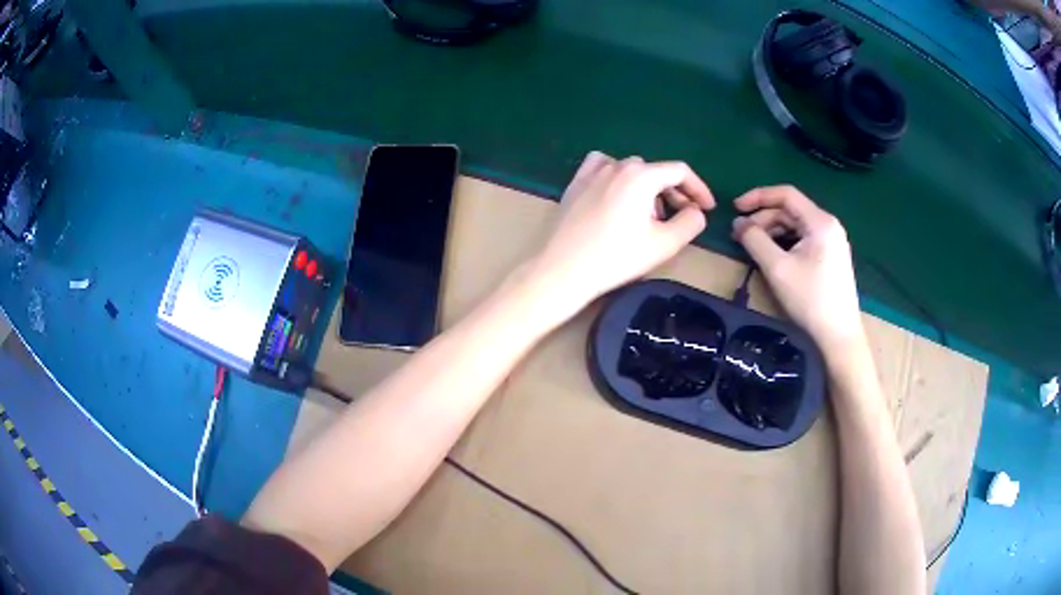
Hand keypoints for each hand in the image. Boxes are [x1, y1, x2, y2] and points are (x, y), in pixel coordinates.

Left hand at [531, 151, 714, 314]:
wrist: (562, 269)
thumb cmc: (616, 257)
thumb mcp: (664, 244)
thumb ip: (690, 222)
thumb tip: (696, 211)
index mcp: (641, 175)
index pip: (680, 171)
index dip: (699, 189)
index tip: (707, 208)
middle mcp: (617, 165)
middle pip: (655, 172)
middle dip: (674, 193)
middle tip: (680, 219)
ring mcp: (592, 173)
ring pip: (630, 171)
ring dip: (646, 189)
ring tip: (647, 217)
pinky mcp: (575, 184)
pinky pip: (602, 169)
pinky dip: (617, 178)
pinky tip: (617, 195)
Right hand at [731, 185, 863, 353]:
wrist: (839, 336)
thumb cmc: (810, 299)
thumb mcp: (777, 268)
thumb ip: (755, 240)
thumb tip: (738, 223)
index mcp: (820, 221)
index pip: (786, 194)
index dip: (758, 197)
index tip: (735, 208)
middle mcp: (829, 225)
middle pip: (790, 210)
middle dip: (763, 218)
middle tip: (740, 234)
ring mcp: (832, 241)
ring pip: (796, 225)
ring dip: (772, 231)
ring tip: (753, 245)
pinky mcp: (832, 256)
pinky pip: (804, 238)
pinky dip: (785, 241)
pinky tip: (773, 255)